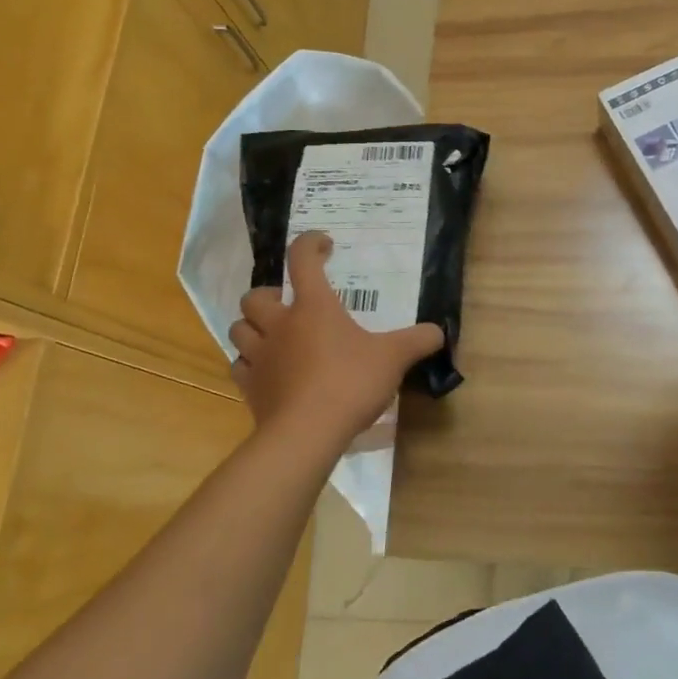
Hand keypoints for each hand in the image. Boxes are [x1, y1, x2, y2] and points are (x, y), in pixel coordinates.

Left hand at [229, 232, 444, 448]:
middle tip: (290, 305)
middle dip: (269, 295)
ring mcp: (260, 356)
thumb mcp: (393, 359)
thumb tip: (438, 332)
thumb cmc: (350, 383)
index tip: (324, 245)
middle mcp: (280, 325)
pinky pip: (240, 366)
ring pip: (239, 328)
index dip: (309, 244)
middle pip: (256, 296)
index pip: (302, 259)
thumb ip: (417, 341)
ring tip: (274, 336)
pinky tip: (268, 371)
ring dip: (253, 327)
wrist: (306, 434)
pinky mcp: (250, 388)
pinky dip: (251, 363)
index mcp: (313, 307)